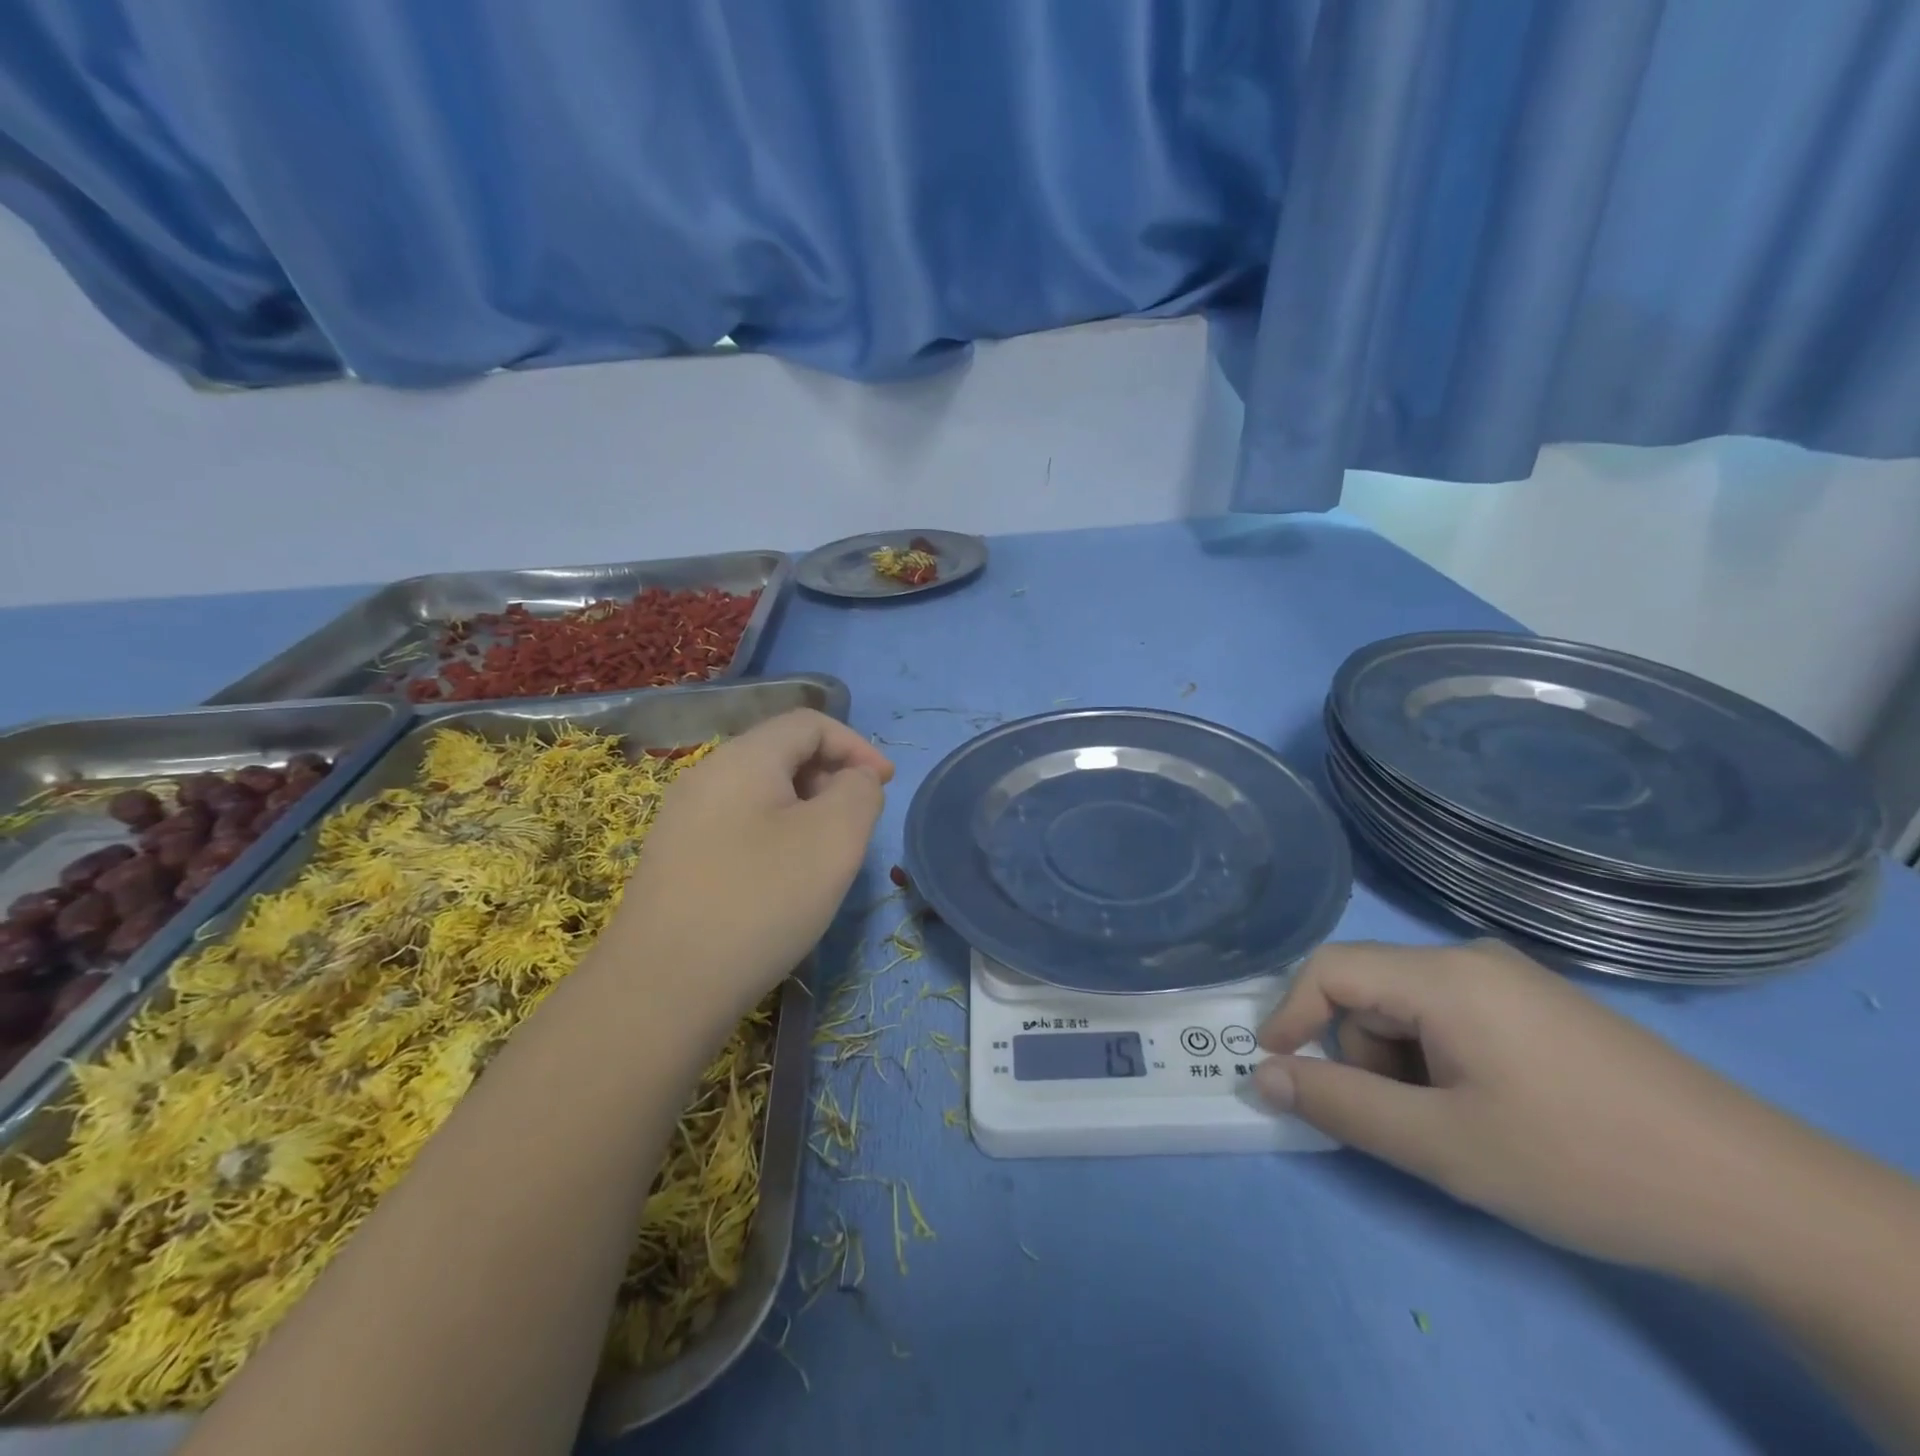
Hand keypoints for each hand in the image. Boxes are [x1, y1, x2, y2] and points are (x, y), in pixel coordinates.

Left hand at [604, 710, 892, 1017]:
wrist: (661, 989)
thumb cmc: (760, 901)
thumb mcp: (834, 838)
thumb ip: (859, 792)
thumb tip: (852, 780)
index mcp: (743, 758)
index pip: (809, 723)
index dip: (856, 746)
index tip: (885, 786)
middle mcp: (706, 777)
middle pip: (782, 753)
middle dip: (831, 778)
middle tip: (856, 826)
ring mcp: (683, 820)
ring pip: (761, 794)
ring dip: (805, 811)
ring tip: (824, 858)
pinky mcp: (676, 861)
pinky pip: (739, 827)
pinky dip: (775, 837)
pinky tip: (781, 884)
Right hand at [1255, 939, 1813, 1283]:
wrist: (1763, 1201)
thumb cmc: (1582, 1164)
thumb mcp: (1444, 1146)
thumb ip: (1340, 1105)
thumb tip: (1264, 1074)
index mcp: (1445, 975)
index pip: (1330, 970)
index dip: (1289, 1013)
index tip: (1275, 1068)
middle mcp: (1472, 959)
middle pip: (1372, 992)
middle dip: (1362, 1056)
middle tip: (1405, 1127)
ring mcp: (1513, 980)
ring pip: (1411, 1009)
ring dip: (1404, 1066)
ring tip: (1458, 1130)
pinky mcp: (1541, 1008)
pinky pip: (1454, 1018)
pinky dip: (1441, 1062)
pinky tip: (1493, 1112)